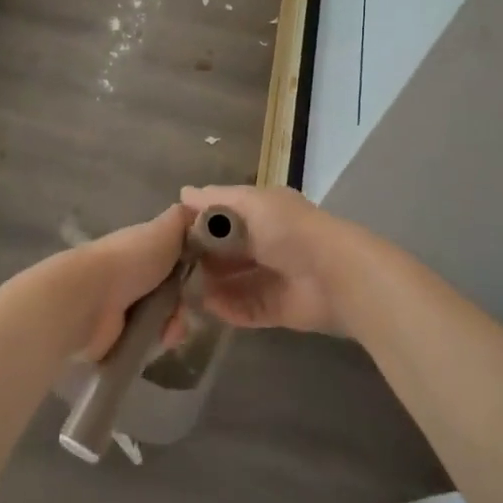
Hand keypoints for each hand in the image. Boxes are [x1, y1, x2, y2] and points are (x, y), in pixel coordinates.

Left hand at [52, 204, 191, 361]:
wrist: (91, 300)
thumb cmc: (130, 259)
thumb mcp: (164, 229)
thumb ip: (184, 219)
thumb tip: (205, 214)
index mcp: (143, 249)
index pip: (178, 258)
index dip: (195, 266)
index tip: (206, 274)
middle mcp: (135, 276)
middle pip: (176, 292)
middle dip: (186, 300)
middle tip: (185, 304)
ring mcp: (126, 307)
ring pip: (167, 318)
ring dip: (174, 323)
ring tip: (169, 326)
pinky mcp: (121, 336)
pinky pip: (153, 342)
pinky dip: (159, 340)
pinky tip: (159, 338)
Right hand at [182, 184, 387, 334]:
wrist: (334, 274)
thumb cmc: (288, 229)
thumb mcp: (250, 204)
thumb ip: (216, 201)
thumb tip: (183, 193)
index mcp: (262, 213)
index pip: (223, 216)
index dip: (198, 223)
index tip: (168, 234)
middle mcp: (265, 243)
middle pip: (225, 252)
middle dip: (201, 258)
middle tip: (170, 267)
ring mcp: (271, 277)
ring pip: (232, 282)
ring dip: (210, 286)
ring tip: (182, 291)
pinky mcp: (276, 309)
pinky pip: (245, 309)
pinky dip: (227, 308)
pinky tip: (207, 307)